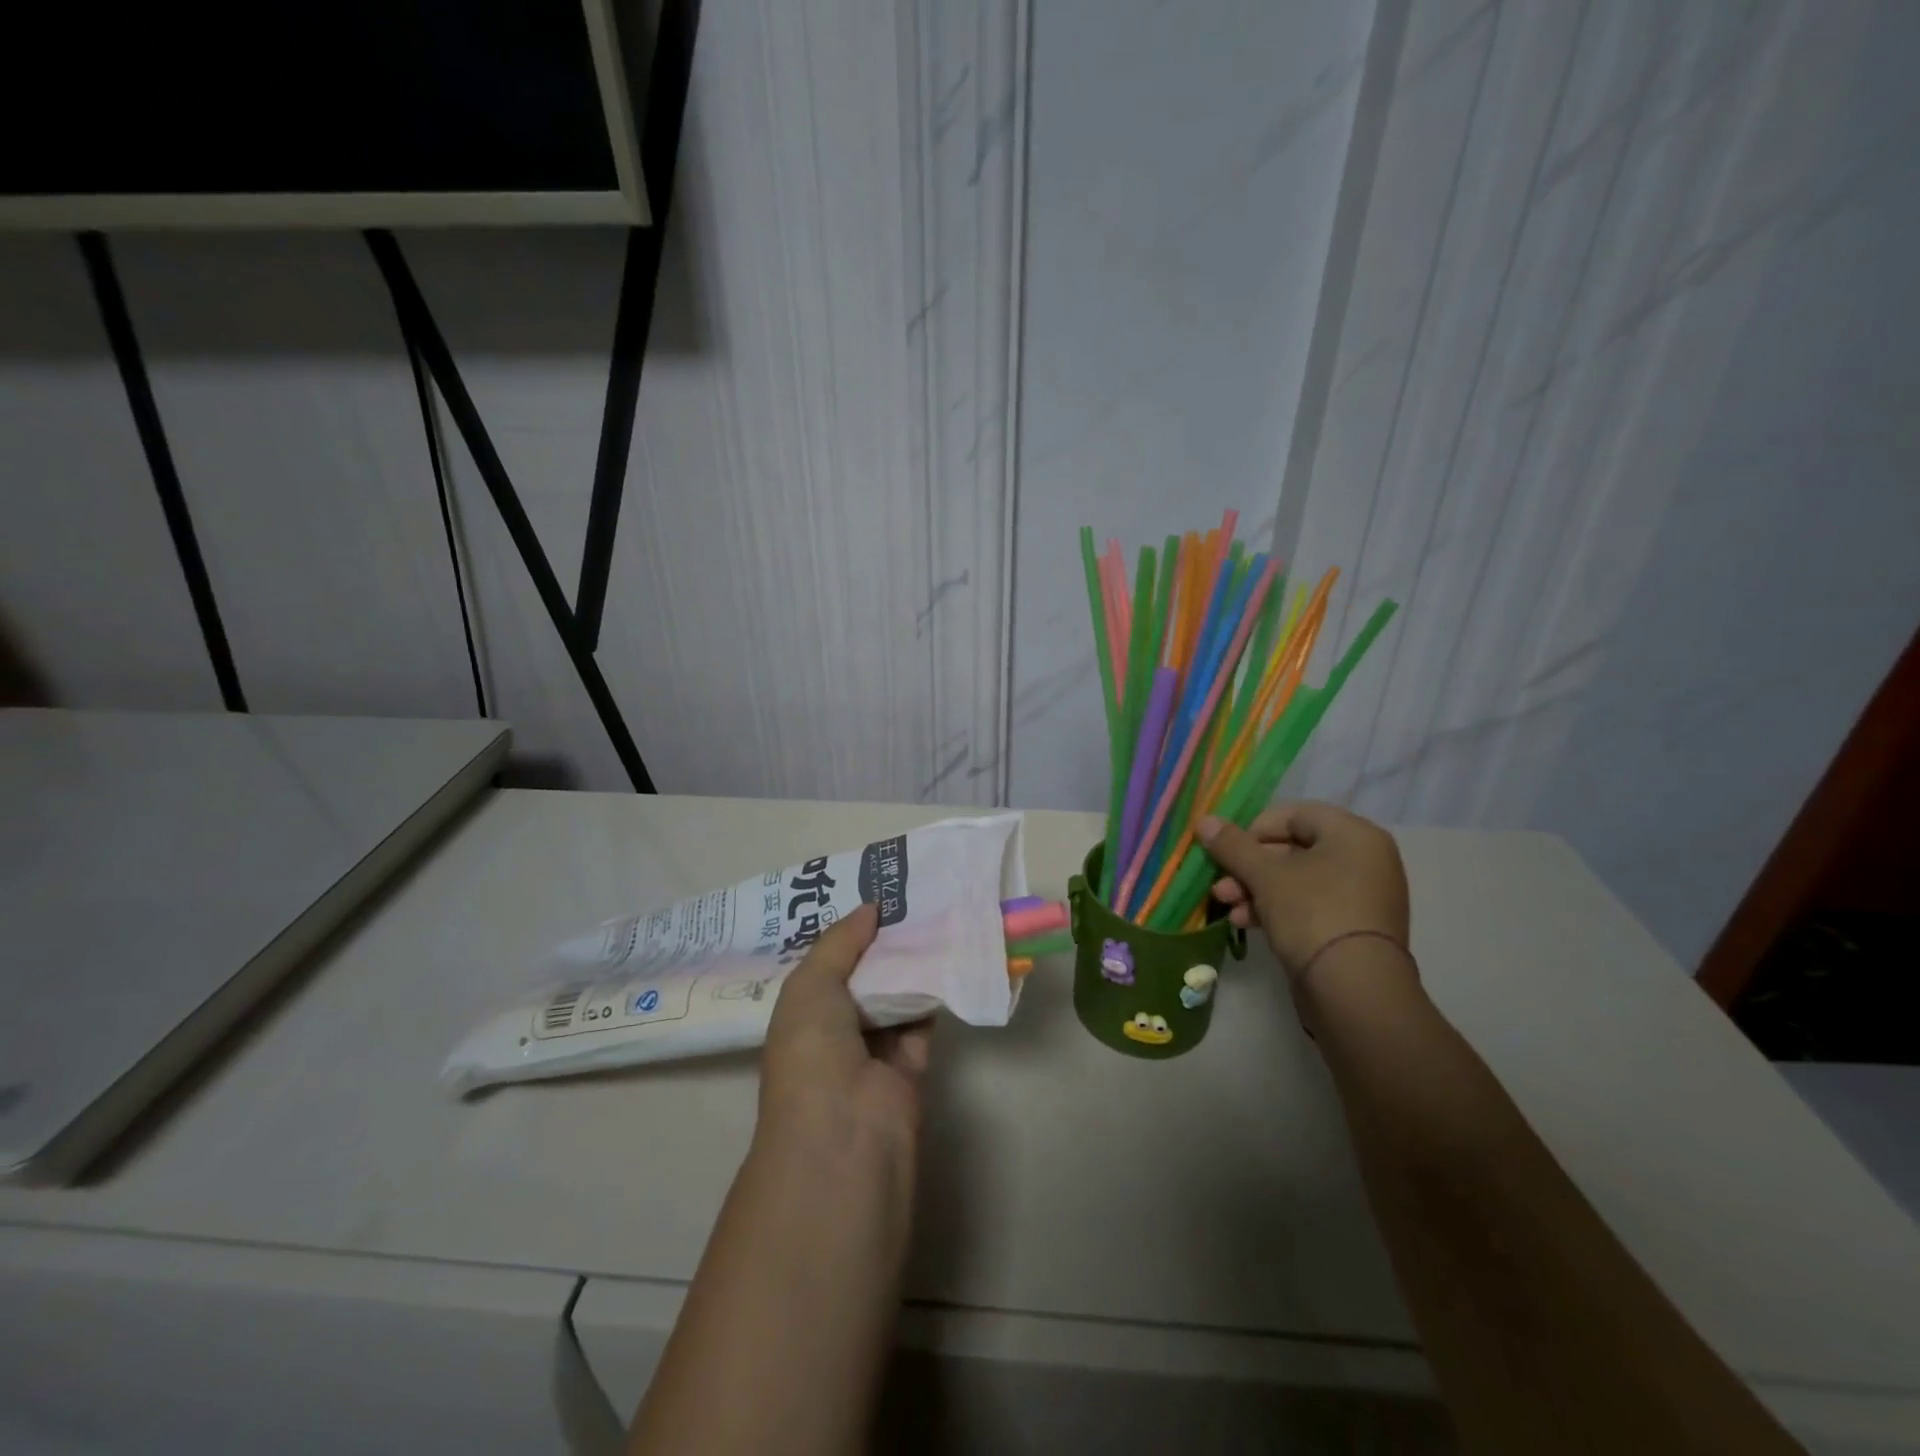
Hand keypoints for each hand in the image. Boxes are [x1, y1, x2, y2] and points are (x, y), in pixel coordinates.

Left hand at [758, 903, 931, 1161]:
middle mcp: (835, 1031)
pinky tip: (950, 953)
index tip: (875, 894)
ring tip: (935, 913)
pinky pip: (923, 1019)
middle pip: (864, 977)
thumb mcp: (810, 985)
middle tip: (913, 896)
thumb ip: (840, 942)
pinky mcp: (911, 1066)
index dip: (847, 932)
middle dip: (883, 942)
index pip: (826, 965)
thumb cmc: (812, 1052)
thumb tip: (871, 908)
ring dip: (912, 963)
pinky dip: (935, 992)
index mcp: (801, 1014)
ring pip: (896, 996)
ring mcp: (874, 1051)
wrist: (845, 1133)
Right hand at [1199, 803, 1409, 978]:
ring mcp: (1361, 896)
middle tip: (1220, 884)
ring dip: (1256, 890)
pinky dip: (1276, 909)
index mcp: (1354, 834)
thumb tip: (1204, 820)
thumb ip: (1232, 846)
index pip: (1294, 814)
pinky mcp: (1352, 928)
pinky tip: (1247, 924)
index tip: (1228, 851)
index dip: (1254, 829)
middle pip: (1292, 849)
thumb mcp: (1265, 876)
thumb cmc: (1312, 914)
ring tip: (1228, 907)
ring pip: (1296, 880)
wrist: (1355, 991)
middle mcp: (1364, 859)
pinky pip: (1309, 906)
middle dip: (1249, 867)